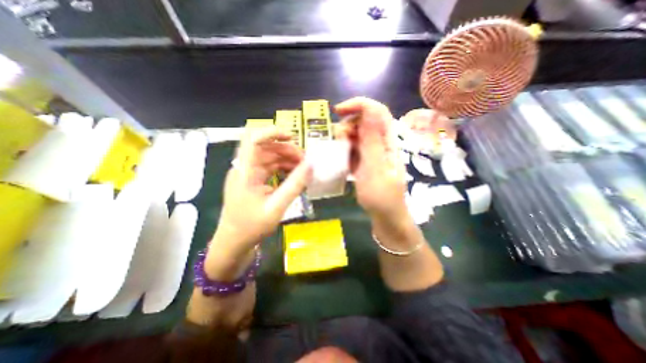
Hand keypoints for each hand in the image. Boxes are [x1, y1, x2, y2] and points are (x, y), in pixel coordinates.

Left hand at [210, 126, 312, 263]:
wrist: (234, 243)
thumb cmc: (251, 227)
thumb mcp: (277, 207)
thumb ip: (294, 185)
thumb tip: (311, 165)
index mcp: (244, 171)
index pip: (252, 139)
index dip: (272, 132)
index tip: (292, 137)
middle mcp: (245, 168)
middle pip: (266, 148)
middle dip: (287, 150)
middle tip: (305, 161)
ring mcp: (249, 174)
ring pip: (269, 157)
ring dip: (287, 159)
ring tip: (303, 168)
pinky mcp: (253, 181)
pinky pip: (270, 168)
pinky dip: (283, 168)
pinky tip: (294, 175)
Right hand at [334, 99, 407, 222]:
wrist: (385, 216)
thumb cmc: (381, 196)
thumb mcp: (375, 168)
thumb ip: (371, 140)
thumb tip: (369, 111)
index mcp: (388, 142)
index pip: (377, 111)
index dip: (359, 105)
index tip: (338, 111)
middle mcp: (381, 143)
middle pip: (365, 121)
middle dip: (348, 124)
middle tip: (339, 140)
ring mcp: (373, 152)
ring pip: (357, 135)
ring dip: (345, 138)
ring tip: (340, 153)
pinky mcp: (366, 161)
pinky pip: (354, 148)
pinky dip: (345, 150)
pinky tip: (343, 161)